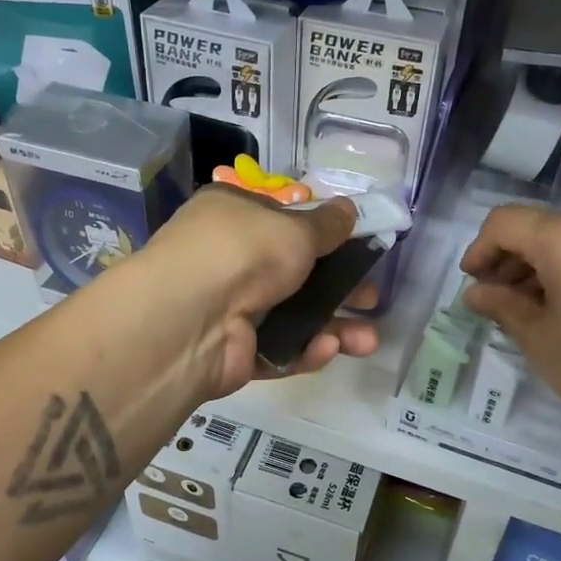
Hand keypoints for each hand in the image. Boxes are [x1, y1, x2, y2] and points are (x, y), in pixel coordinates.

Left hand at [130, 185, 378, 396]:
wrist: (189, 317)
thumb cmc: (244, 251)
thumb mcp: (295, 228)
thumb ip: (326, 224)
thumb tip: (348, 210)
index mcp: (233, 215)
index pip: (281, 221)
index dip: (320, 234)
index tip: (357, 247)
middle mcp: (228, 258)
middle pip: (294, 273)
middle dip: (339, 288)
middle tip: (371, 299)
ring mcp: (229, 307)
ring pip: (292, 316)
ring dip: (333, 326)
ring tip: (369, 341)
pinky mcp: (233, 350)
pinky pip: (277, 347)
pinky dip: (304, 349)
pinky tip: (328, 349)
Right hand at [459, 207, 560, 461]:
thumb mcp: (539, 339)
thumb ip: (502, 305)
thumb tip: (476, 292)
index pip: (505, 222)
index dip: (480, 249)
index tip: (472, 283)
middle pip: (541, 228)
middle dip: (511, 259)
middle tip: (497, 300)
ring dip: (543, 266)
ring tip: (532, 308)